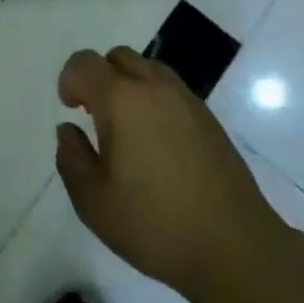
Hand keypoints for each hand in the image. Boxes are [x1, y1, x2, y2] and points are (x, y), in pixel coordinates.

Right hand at [56, 46, 288, 302]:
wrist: (234, 246)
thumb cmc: (155, 224)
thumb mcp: (94, 202)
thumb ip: (72, 158)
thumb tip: (69, 130)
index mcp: (122, 99)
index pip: (85, 63)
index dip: (69, 80)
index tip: (71, 110)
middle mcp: (154, 87)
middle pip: (118, 57)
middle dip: (100, 77)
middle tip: (96, 116)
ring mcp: (186, 99)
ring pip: (148, 68)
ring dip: (129, 85)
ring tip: (128, 129)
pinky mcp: (209, 118)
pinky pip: (171, 90)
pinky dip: (155, 100)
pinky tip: (158, 143)